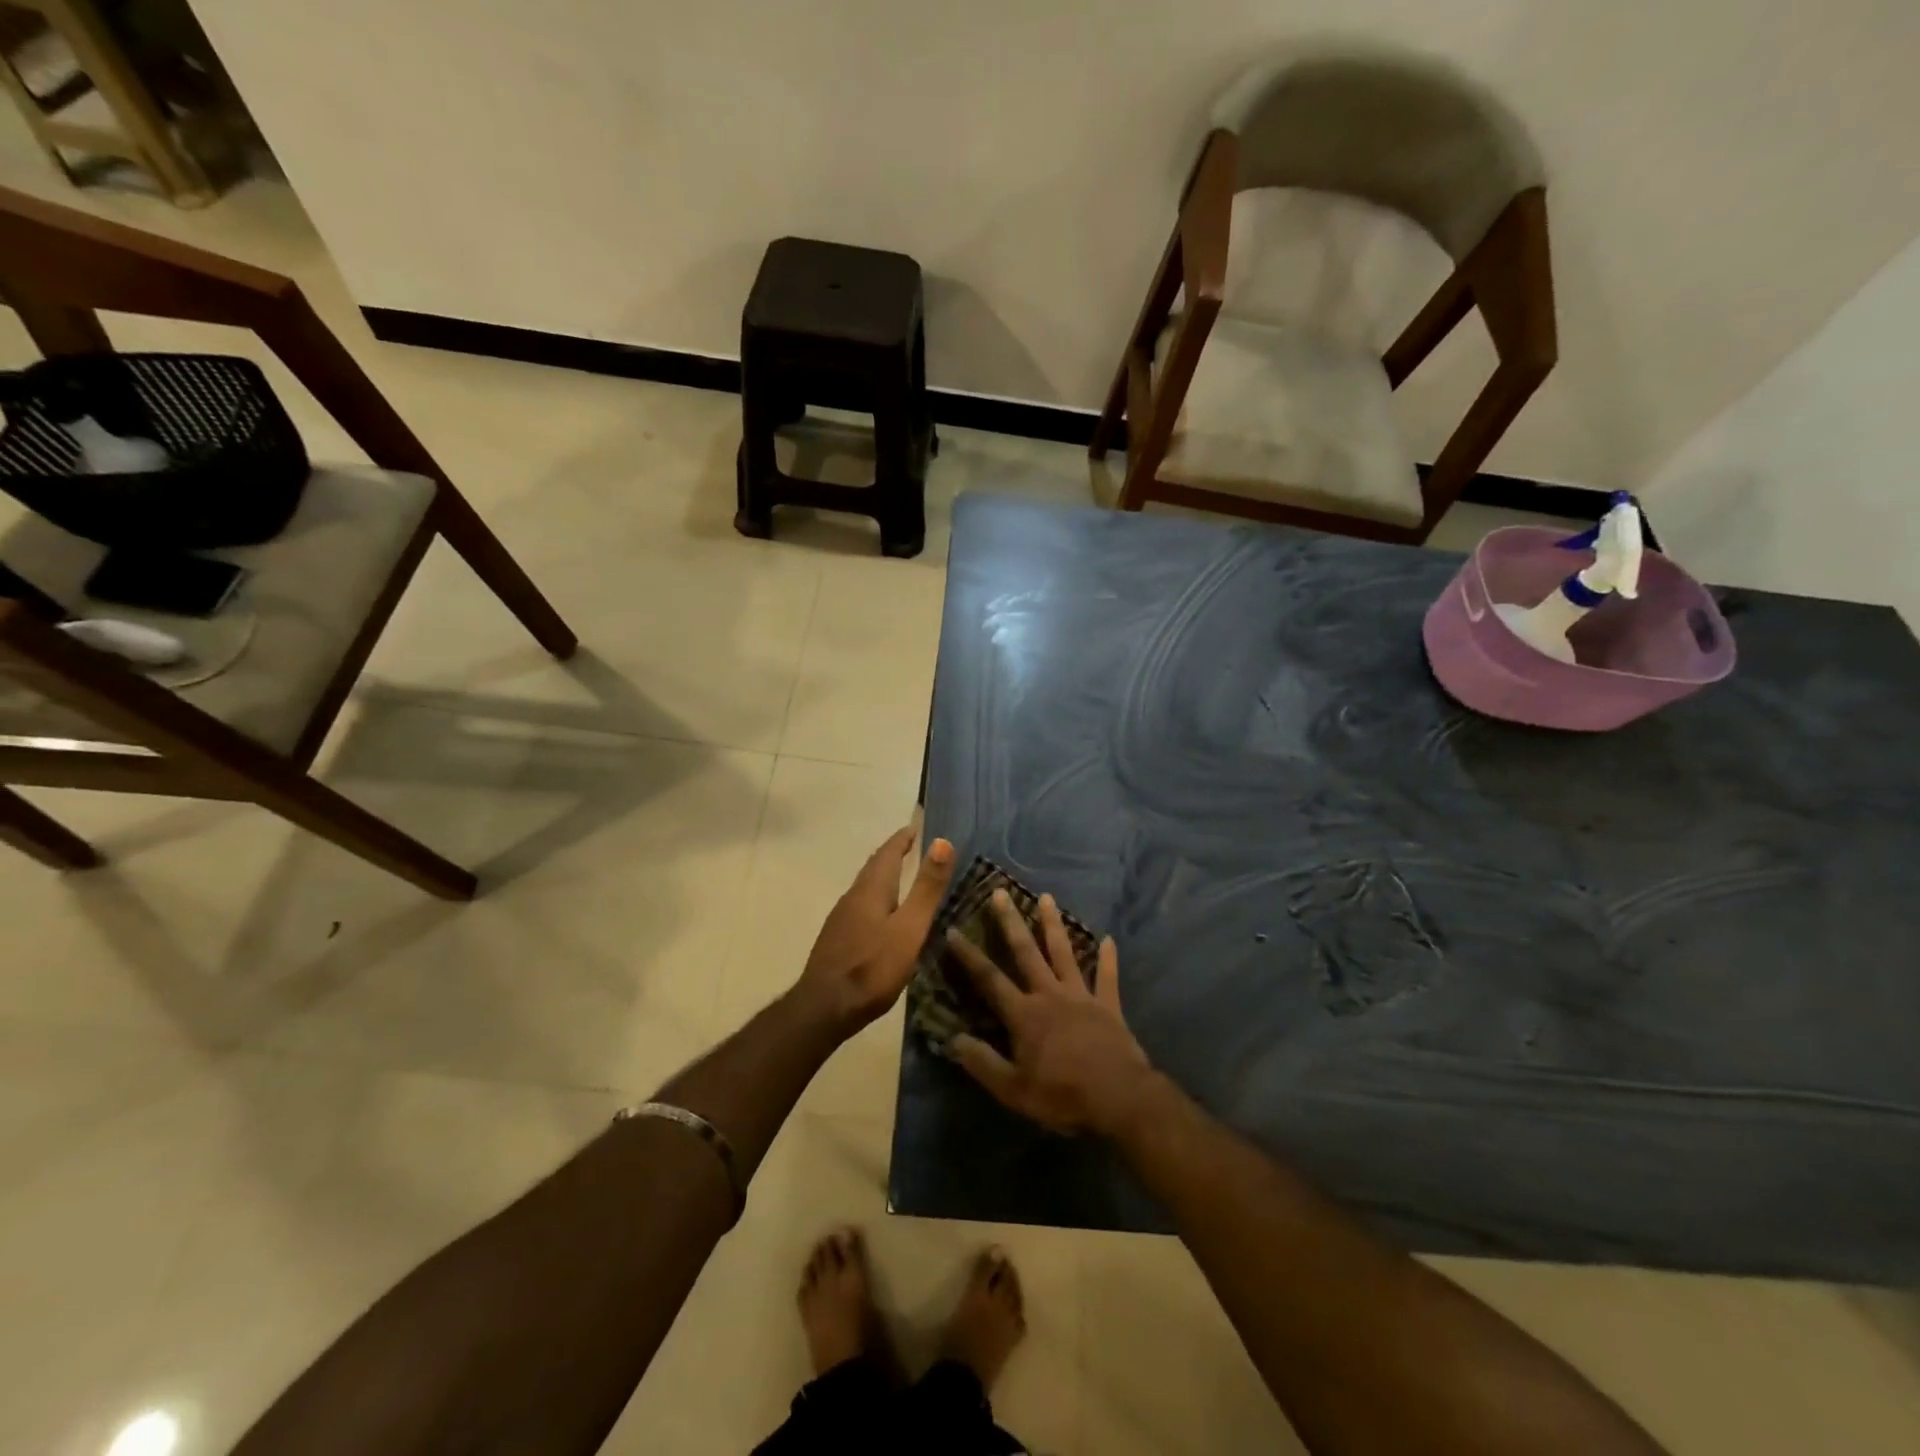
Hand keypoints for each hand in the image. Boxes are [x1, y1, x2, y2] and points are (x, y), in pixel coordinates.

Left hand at [796, 828, 954, 1033]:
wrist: (824, 1008)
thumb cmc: (872, 967)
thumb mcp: (909, 928)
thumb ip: (926, 888)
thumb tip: (941, 841)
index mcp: (871, 889)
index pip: (887, 852)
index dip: (902, 839)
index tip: (916, 827)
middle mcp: (852, 896)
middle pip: (874, 867)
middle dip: (892, 854)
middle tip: (911, 847)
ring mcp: (841, 918)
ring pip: (866, 887)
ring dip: (883, 877)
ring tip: (902, 878)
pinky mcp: (837, 939)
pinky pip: (860, 906)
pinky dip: (876, 898)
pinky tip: (883, 916)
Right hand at [947, 890, 1154, 1136]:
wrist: (1119, 1098)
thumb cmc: (1062, 1096)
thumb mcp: (1013, 1090)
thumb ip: (983, 1063)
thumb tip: (953, 1039)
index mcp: (1024, 1015)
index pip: (989, 979)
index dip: (969, 956)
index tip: (953, 930)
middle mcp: (1049, 995)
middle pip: (1026, 952)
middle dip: (1011, 922)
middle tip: (1000, 892)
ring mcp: (1081, 996)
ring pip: (1064, 953)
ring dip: (1054, 925)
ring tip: (1047, 897)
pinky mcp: (1108, 1006)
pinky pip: (1108, 977)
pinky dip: (1108, 959)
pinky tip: (1110, 939)